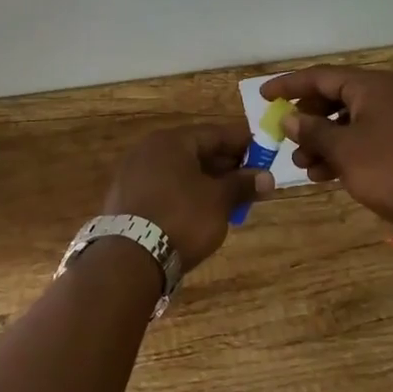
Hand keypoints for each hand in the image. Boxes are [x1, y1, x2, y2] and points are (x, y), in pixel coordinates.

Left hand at [102, 122, 273, 274]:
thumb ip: (242, 185)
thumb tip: (267, 177)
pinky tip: (200, 211)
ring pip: (179, 170)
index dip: (242, 143)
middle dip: (224, 165)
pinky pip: (163, 187)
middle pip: (195, 150)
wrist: (130, 258)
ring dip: (205, 181)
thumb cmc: (181, 218)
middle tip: (249, 180)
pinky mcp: (125, 198)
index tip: (264, 154)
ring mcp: (132, 173)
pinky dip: (184, 193)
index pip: (215, 133)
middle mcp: (148, 149)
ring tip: (229, 199)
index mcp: (171, 141)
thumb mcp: (219, 201)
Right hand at [261, 66, 392, 233]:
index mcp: (371, 86)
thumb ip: (313, 131)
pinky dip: (346, 151)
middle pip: (335, 97)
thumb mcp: (345, 151)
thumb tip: (289, 117)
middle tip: (286, 137)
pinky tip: (329, 175)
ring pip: (351, 121)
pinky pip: (369, 137)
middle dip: (307, 119)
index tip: (262, 96)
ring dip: (324, 140)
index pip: (320, 76)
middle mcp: (387, 94)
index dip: (288, 85)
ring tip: (304, 166)